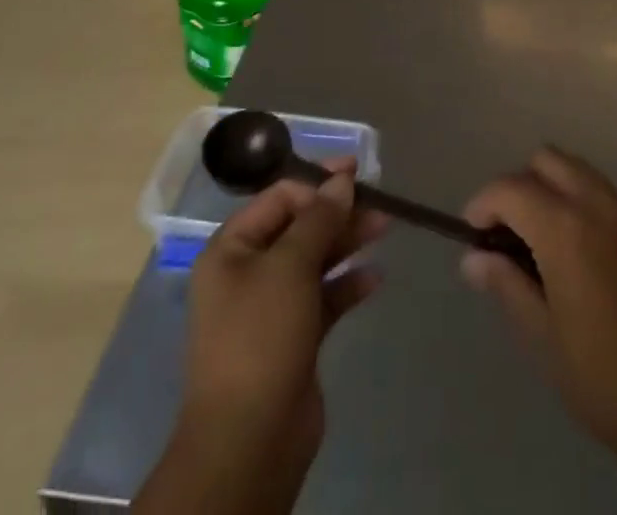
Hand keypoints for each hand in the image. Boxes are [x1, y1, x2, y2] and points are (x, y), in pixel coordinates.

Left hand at [134, 161, 386, 514]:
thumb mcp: (289, 267)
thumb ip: (319, 219)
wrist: (250, 442)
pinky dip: (347, 284)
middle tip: (378, 202)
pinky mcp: (293, 337)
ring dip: (347, 242)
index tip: (356, 174)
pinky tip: (375, 277)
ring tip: (384, 227)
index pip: (278, 197)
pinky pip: (323, 298)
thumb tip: (342, 180)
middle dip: (338, 212)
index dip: (317, 182)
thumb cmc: (260, 338)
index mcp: (231, 249)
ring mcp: (270, 307)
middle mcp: (247, 272)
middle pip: (299, 227)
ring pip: (314, 260)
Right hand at [462, 149, 616, 514]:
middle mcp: (598, 206)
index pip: (511, 189)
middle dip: (518, 185)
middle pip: (547, 161)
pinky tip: (576, 252)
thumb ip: (506, 285)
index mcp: (567, 230)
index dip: (483, 203)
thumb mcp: (543, 338)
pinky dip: (577, 200)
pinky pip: (602, 192)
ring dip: (549, 187)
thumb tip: (474, 258)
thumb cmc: (604, 379)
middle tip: (506, 233)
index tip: (472, 234)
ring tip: (539, 240)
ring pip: (577, 169)